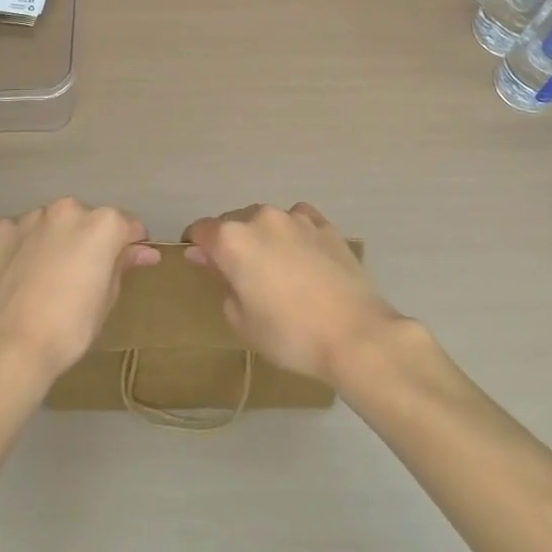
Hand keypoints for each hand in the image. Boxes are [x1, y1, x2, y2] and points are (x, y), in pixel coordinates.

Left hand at [0, 198, 159, 388]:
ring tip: (47, 277)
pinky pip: (21, 232)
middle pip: (88, 220)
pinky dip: (24, 246)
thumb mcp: (107, 299)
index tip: (126, 265)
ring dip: (56, 240)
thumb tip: (143, 251)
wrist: (10, 346)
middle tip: (82, 276)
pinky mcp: (2, 229)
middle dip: (89, 240)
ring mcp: (32, 216)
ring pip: (53, 223)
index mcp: (103, 224)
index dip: (130, 245)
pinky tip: (20, 273)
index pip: (128, 226)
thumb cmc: (70, 328)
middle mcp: (68, 209)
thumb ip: (123, 265)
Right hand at [183, 203, 401, 387]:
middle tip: (242, 276)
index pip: (201, 230)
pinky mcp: (325, 224)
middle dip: (232, 243)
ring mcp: (296, 217)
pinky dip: (295, 233)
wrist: (355, 334)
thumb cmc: (290, 334)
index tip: (201, 264)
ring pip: (267, 220)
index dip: (196, 246)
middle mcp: (261, 218)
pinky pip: (299, 220)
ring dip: (264, 237)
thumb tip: (209, 260)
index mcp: (232, 240)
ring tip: (278, 268)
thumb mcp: (242, 321)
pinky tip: (304, 256)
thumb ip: (221, 283)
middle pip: (234, 222)